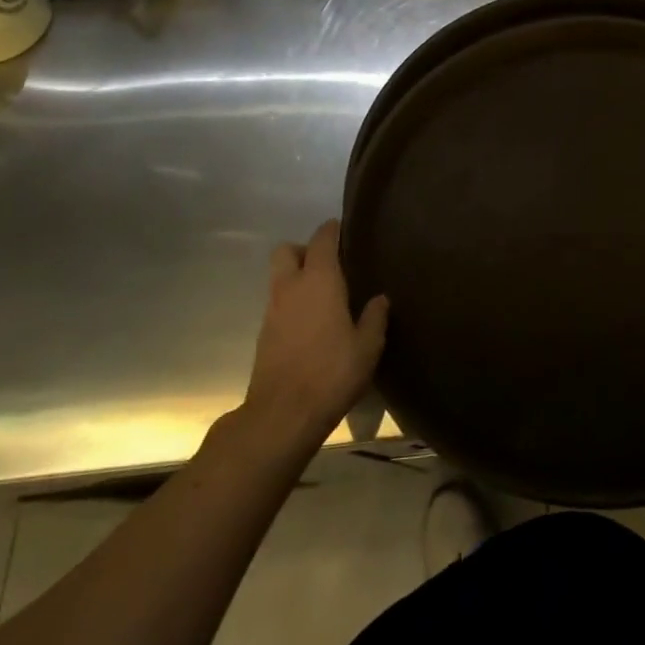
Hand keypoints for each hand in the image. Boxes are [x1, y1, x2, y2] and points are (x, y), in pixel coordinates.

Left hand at [244, 221, 387, 449]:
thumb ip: (374, 317)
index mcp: (319, 280)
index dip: (332, 230)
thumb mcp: (368, 346)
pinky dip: (292, 303)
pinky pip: (278, 303)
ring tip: (325, 295)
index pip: (322, 240)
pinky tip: (312, 322)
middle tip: (329, 265)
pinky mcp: (264, 334)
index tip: (344, 229)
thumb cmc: (332, 371)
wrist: (283, 414)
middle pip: (286, 250)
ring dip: (297, 277)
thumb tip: (380, 298)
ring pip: (279, 278)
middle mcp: (291, 287)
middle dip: (304, 250)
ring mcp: (273, 310)